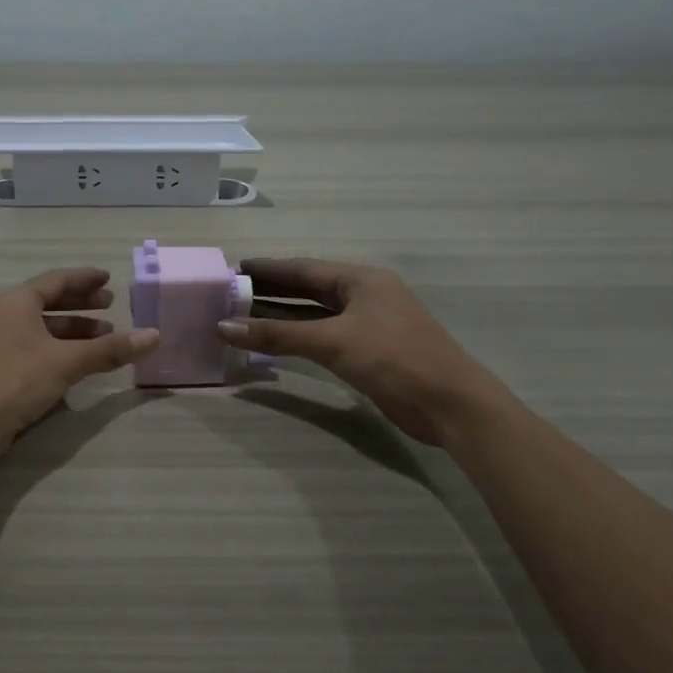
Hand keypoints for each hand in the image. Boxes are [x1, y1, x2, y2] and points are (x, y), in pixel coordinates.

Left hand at [0, 268, 159, 466]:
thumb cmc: (13, 381)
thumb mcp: (66, 362)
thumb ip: (109, 349)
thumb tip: (154, 335)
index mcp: (17, 302)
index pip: (56, 280)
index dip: (84, 279)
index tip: (109, 279)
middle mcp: (7, 317)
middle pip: (50, 303)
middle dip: (82, 305)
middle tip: (111, 306)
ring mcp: (2, 346)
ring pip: (45, 330)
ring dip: (75, 332)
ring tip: (106, 338)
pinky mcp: (2, 372)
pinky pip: (39, 351)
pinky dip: (62, 352)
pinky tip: (82, 365)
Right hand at [216, 258, 503, 446]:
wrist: (450, 404)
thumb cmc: (393, 358)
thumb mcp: (332, 342)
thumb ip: (276, 335)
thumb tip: (223, 326)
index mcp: (360, 280)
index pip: (303, 269)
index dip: (268, 269)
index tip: (234, 268)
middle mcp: (364, 296)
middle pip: (308, 289)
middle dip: (270, 291)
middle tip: (231, 293)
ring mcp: (368, 324)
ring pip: (315, 315)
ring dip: (281, 317)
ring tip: (243, 316)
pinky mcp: (369, 352)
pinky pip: (323, 337)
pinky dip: (298, 338)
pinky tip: (275, 343)